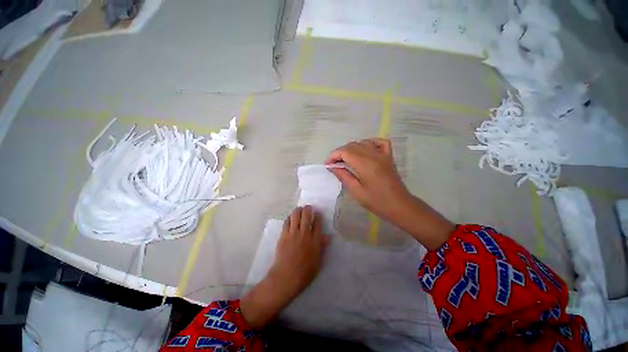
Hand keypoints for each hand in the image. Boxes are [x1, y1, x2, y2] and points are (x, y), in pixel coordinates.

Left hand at [271, 205, 329, 291]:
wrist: (286, 277)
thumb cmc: (304, 272)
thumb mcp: (318, 261)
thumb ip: (322, 247)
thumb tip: (328, 237)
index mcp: (315, 240)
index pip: (318, 223)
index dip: (318, 216)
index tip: (317, 213)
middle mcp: (305, 233)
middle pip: (307, 215)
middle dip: (308, 209)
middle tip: (308, 207)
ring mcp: (293, 233)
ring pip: (296, 215)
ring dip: (298, 210)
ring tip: (299, 209)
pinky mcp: (283, 235)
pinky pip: (287, 222)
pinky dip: (289, 218)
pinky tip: (290, 217)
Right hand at [325, 138, 411, 221]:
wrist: (399, 205)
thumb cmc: (376, 201)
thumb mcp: (356, 191)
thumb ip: (344, 176)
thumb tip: (333, 167)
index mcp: (364, 164)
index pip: (344, 151)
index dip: (333, 156)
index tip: (327, 165)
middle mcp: (373, 155)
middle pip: (352, 145)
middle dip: (339, 153)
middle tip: (334, 165)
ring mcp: (382, 154)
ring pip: (362, 143)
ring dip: (351, 148)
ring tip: (346, 159)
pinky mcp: (388, 156)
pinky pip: (379, 142)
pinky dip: (369, 142)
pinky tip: (364, 149)